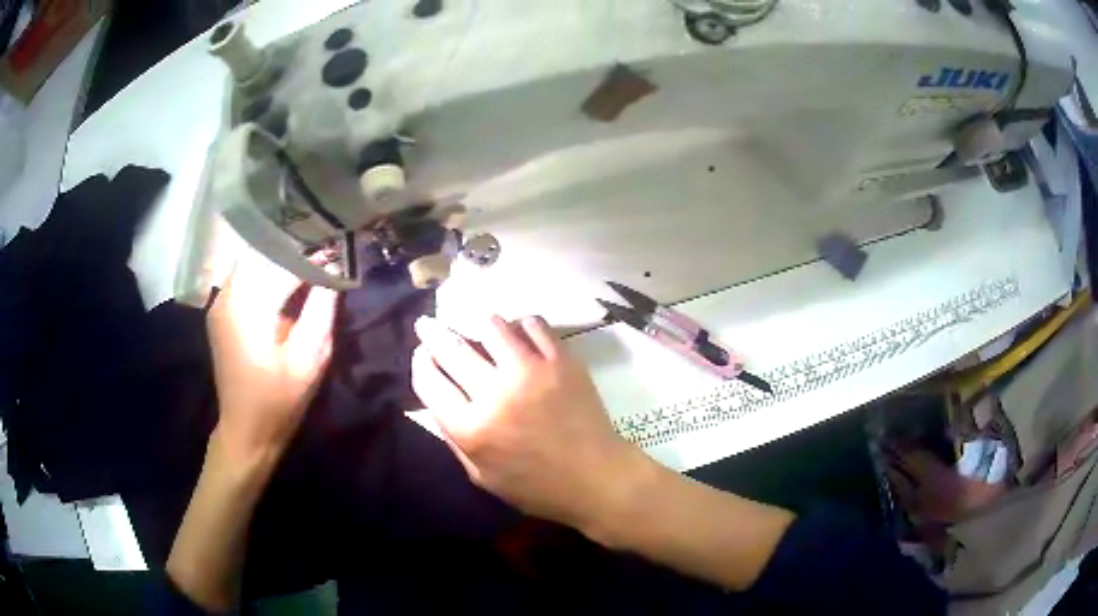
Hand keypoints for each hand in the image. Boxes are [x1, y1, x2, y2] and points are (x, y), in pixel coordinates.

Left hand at [207, 250, 337, 460]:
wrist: (245, 431)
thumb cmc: (279, 400)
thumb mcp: (310, 358)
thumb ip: (321, 309)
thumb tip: (333, 269)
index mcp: (248, 306)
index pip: (285, 263)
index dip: (315, 255)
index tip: (340, 250)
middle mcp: (228, 295)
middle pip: (264, 252)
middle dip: (295, 247)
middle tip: (325, 249)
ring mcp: (220, 302)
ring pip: (252, 260)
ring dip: (280, 256)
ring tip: (309, 260)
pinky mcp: (220, 311)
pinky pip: (244, 276)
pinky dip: (266, 270)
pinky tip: (285, 279)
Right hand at [411, 315, 646, 532]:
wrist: (596, 478)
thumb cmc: (536, 486)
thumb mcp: (481, 476)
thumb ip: (453, 437)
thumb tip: (436, 396)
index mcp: (471, 429)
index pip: (429, 381)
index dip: (420, 362)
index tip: (422, 354)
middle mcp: (495, 394)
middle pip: (451, 347)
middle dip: (433, 332)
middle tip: (428, 324)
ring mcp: (530, 372)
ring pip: (491, 326)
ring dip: (478, 325)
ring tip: (479, 329)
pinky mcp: (561, 360)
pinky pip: (533, 324)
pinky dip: (520, 325)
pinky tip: (519, 333)